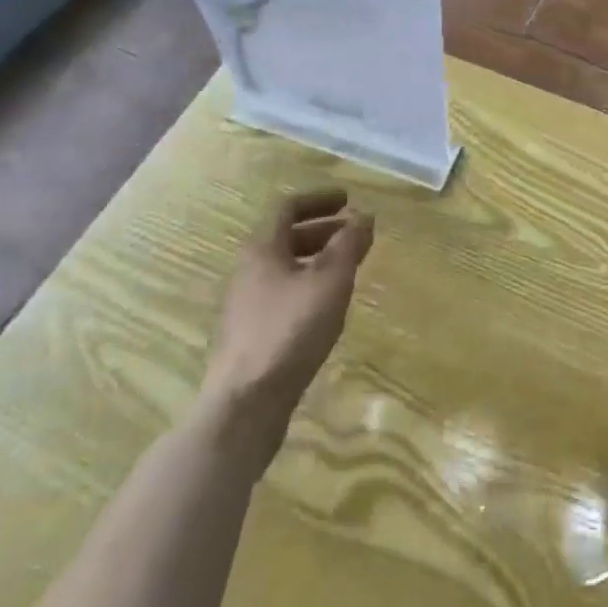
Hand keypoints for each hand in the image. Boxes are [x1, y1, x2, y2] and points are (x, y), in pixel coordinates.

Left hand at [201, 189, 373, 467]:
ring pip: (286, 269)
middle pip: (287, 238)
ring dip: (317, 261)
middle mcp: (248, 270)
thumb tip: (364, 216)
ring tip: (347, 271)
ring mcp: (246, 305)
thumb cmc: (290, 331)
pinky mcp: (250, 336)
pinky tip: (327, 309)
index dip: (319, 199)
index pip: (288, 207)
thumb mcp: (330, 281)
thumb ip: (349, 244)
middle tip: (354, 236)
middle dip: (323, 231)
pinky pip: (283, 295)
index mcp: (262, 249)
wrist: (243, 406)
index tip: (347, 199)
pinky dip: (308, 287)